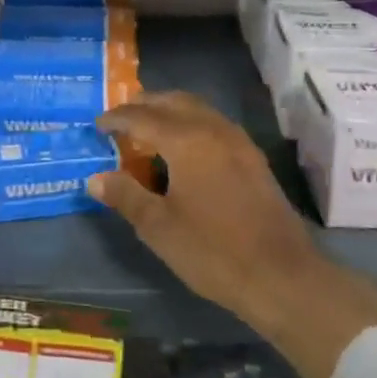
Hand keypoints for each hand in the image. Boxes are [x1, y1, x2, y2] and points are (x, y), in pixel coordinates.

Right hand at [88, 92, 376, 377]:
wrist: (282, 276)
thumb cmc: (214, 252)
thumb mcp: (159, 228)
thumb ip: (125, 196)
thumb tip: (94, 178)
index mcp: (186, 140)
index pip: (142, 117)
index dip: (117, 118)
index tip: (97, 124)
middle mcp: (213, 129)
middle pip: (173, 101)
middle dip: (144, 105)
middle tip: (120, 119)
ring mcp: (238, 141)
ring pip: (197, 109)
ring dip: (169, 111)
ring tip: (148, 130)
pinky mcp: (252, 157)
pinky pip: (213, 124)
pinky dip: (190, 123)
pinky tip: (183, 150)